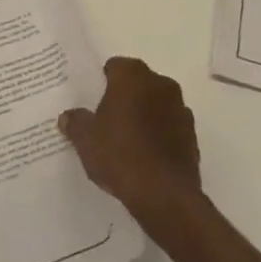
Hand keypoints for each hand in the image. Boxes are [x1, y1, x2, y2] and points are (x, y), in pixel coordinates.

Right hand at [59, 56, 202, 234]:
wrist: (164, 194)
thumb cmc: (119, 154)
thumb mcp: (85, 139)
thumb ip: (75, 122)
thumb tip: (68, 117)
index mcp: (132, 76)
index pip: (114, 66)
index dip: (102, 82)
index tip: (93, 100)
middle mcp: (160, 84)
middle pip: (137, 83)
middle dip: (124, 97)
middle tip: (106, 119)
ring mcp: (180, 109)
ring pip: (156, 104)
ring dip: (144, 115)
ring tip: (126, 141)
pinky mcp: (192, 135)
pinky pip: (169, 126)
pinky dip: (159, 134)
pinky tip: (145, 156)